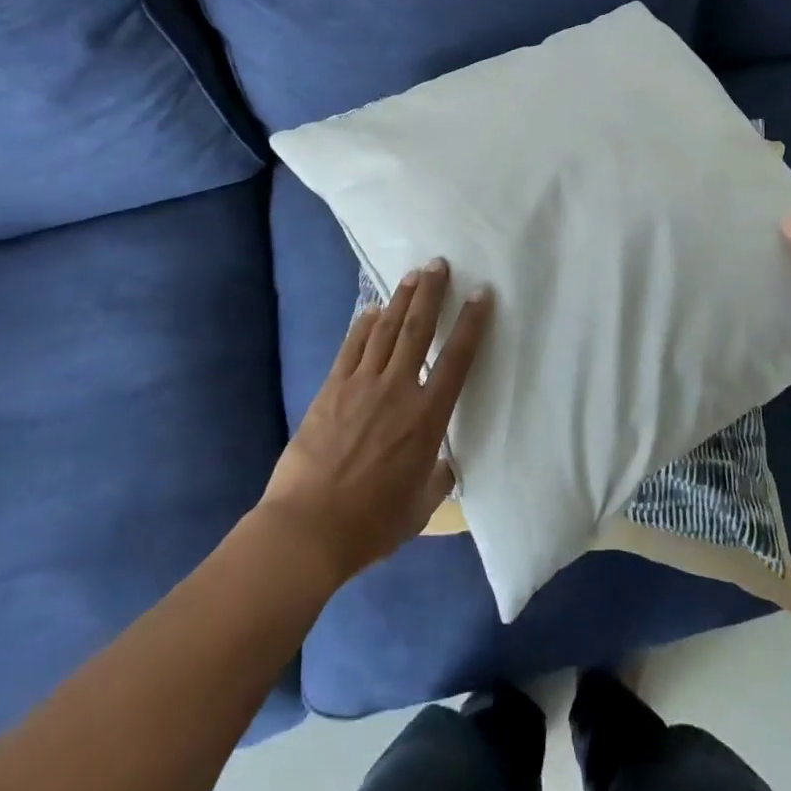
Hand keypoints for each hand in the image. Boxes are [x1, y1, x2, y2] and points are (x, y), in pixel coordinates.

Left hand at [259, 259, 491, 582]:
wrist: (308, 528)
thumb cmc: (371, 524)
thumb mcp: (420, 509)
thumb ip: (437, 478)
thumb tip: (444, 462)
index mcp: (426, 419)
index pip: (456, 360)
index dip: (471, 323)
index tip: (481, 293)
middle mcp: (397, 390)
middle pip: (417, 330)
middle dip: (431, 293)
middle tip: (439, 263)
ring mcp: (361, 385)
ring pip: (385, 330)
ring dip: (400, 299)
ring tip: (413, 274)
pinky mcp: (331, 388)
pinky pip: (351, 347)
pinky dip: (363, 324)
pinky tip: (371, 310)